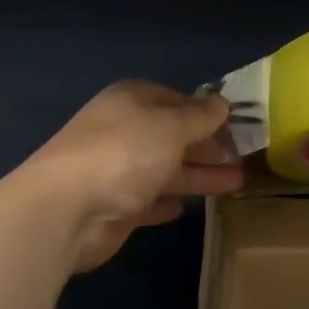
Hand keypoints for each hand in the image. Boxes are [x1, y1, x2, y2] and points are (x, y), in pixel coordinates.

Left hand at [15, 82, 243, 272]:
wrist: (66, 209)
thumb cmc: (124, 153)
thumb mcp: (171, 126)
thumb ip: (199, 116)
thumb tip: (221, 102)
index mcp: (132, 101)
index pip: (175, 99)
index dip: (205, 111)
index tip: (235, 124)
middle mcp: (123, 131)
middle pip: (173, 136)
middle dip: (208, 146)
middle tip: (243, 158)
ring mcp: (116, 170)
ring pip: (166, 169)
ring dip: (199, 175)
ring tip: (237, 183)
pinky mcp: (114, 206)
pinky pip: (147, 200)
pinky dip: (166, 201)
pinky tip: (186, 207)